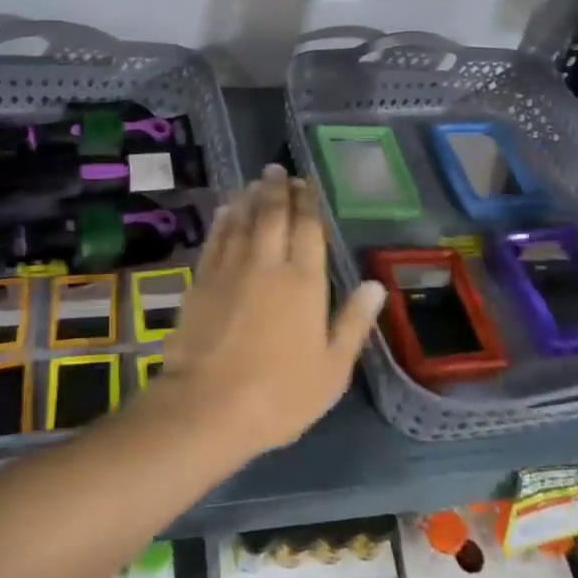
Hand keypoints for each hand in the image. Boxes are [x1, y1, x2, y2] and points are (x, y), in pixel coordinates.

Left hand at [142, 166, 385, 459]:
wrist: (206, 407)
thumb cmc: (279, 394)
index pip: (308, 228)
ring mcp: (230, 269)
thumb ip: (353, 323)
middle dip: (277, 189)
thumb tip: (375, 285)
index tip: (306, 184)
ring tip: (256, 181)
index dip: (308, 202)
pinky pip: (216, 239)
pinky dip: (223, 220)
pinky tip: (226, 210)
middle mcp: (267, 264)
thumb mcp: (331, 370)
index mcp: (304, 282)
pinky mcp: (201, 281)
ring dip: (251, 197)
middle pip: (273, 215)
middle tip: (278, 170)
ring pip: (243, 220)